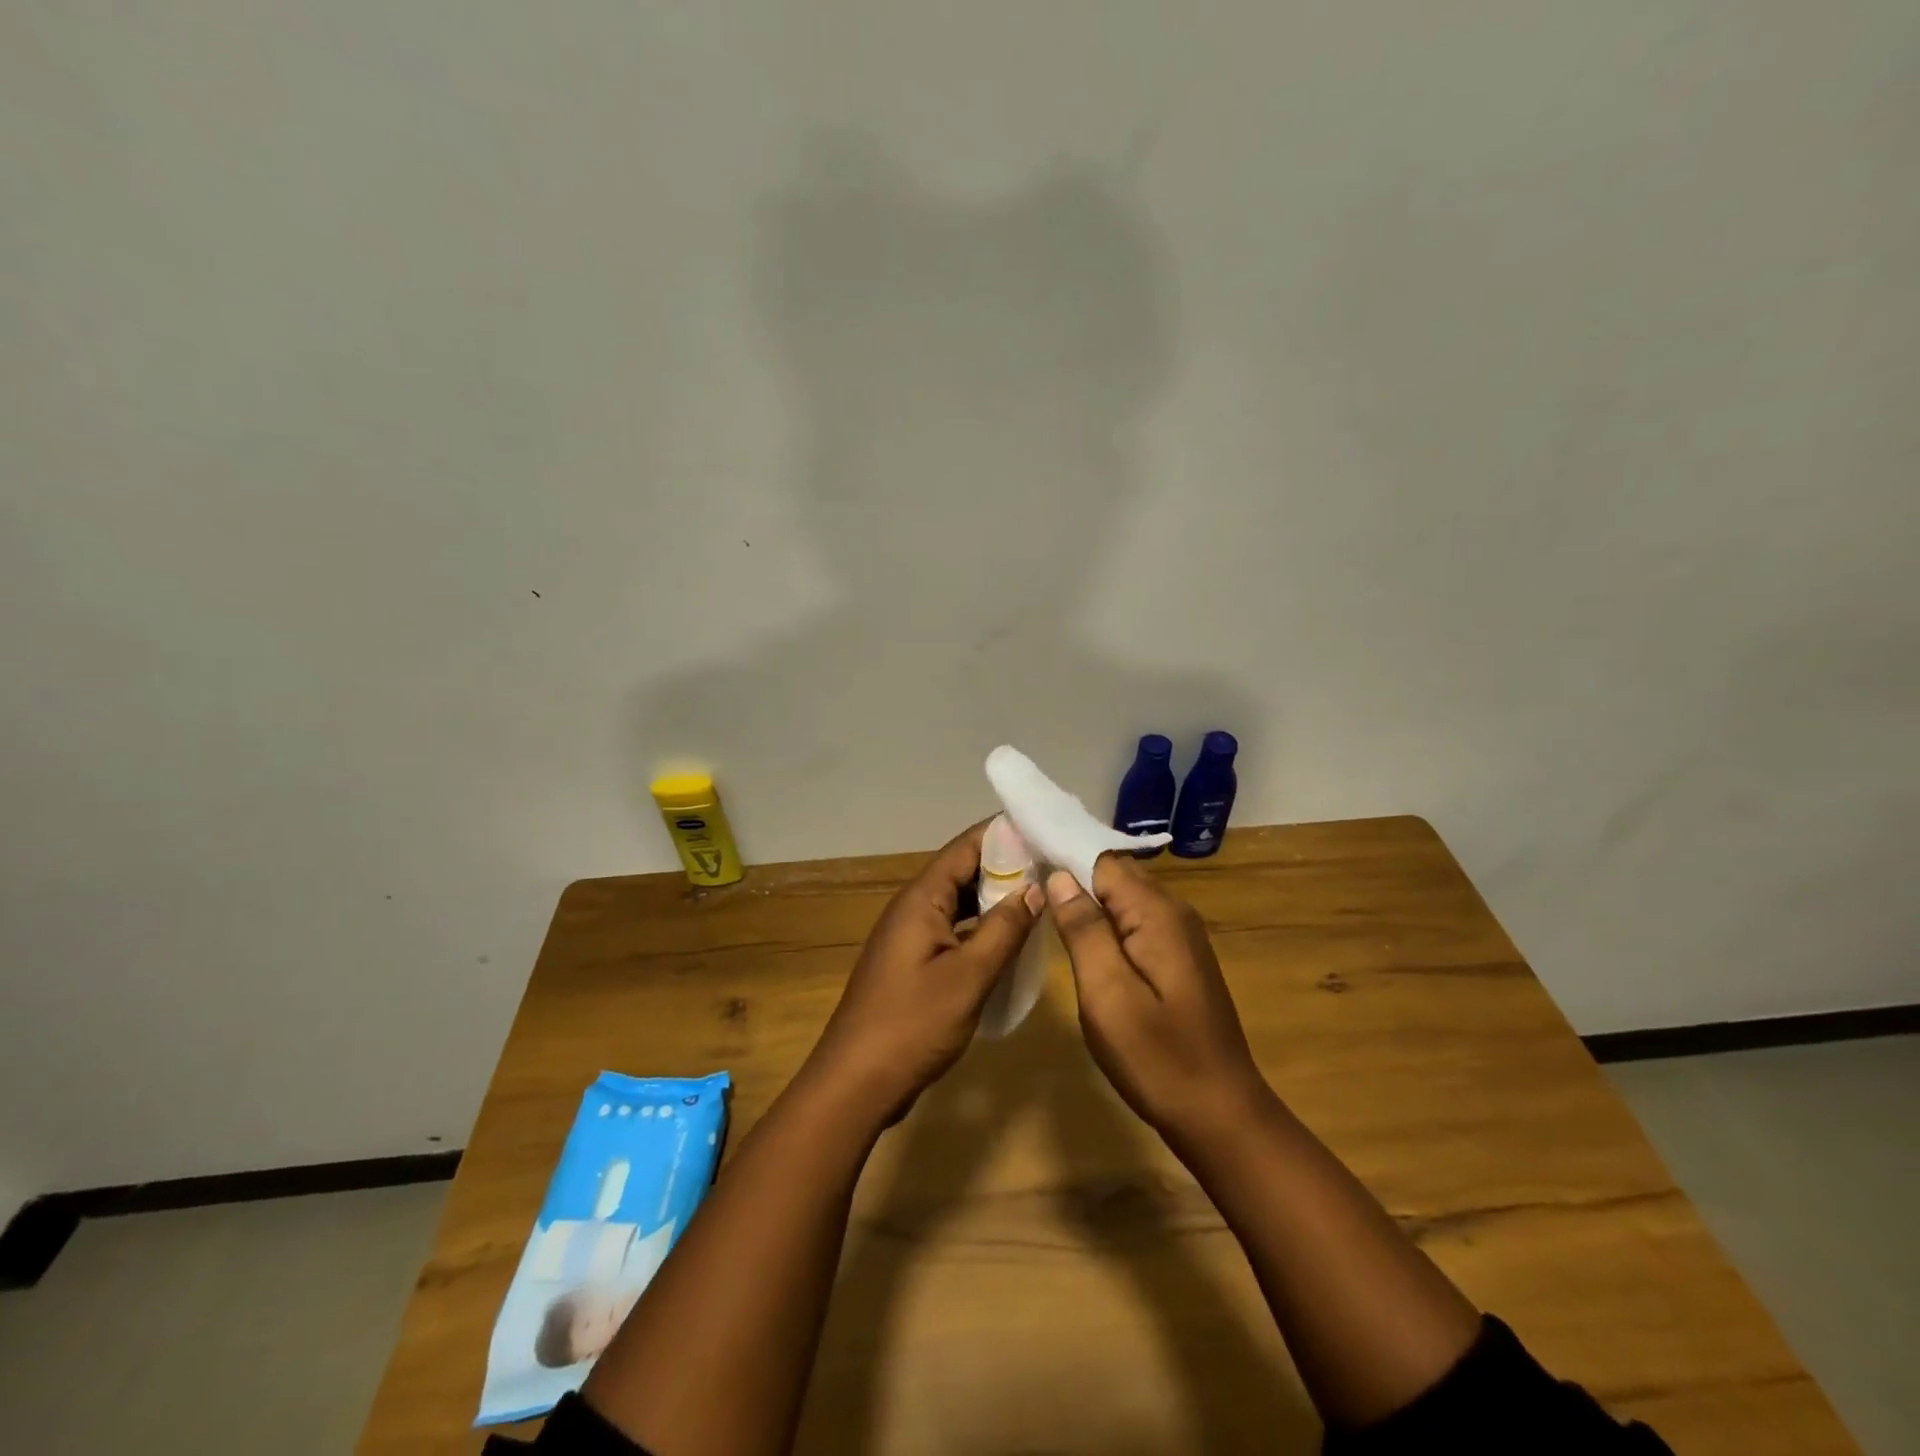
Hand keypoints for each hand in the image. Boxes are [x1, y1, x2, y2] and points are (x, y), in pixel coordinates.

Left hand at [805, 821, 1043, 1124]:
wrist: (856, 1082)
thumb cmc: (912, 1024)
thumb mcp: (968, 976)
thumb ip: (1004, 929)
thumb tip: (1035, 887)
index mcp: (921, 899)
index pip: (966, 847)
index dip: (1004, 834)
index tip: (1045, 829)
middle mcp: (913, 907)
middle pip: (962, 871)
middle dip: (1005, 865)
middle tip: (1054, 864)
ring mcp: (910, 936)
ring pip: (958, 903)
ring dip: (994, 898)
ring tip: (1041, 896)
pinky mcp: (913, 963)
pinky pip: (952, 930)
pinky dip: (980, 928)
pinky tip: (1009, 939)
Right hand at [1047, 854, 1267, 1137]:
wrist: (1221, 1115)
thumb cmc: (1158, 1058)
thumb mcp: (1108, 995)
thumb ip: (1084, 930)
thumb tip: (1060, 877)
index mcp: (1157, 913)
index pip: (1102, 860)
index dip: (1062, 858)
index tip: (1022, 862)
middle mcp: (1173, 913)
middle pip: (1115, 875)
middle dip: (1072, 877)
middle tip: (1024, 889)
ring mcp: (1179, 937)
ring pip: (1124, 900)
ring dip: (1087, 902)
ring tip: (1043, 910)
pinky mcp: (1178, 960)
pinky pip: (1134, 924)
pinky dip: (1105, 925)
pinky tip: (1080, 942)